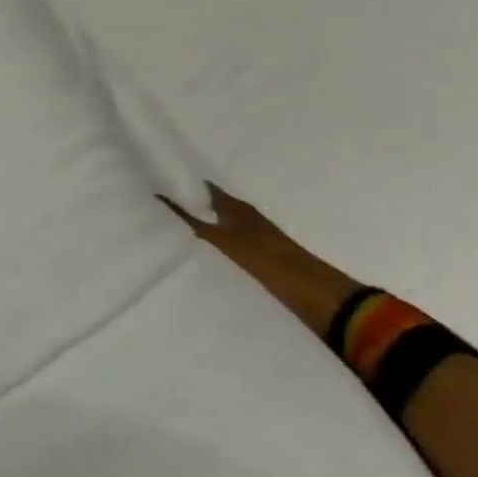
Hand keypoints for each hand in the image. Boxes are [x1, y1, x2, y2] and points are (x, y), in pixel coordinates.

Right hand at [163, 185, 361, 340]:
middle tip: (160, 204)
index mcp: (238, 209)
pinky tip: (202, 251)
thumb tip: (159, 197)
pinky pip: (230, 243)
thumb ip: (193, 221)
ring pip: (222, 224)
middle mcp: (247, 218)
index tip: (160, 180)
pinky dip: (214, 242)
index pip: (207, 190)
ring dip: (202, 223)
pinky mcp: (262, 259)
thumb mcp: (225, 240)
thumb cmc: (268, 261)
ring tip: (173, 226)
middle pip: (215, 206)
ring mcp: (257, 239)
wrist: (318, 295)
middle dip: (191, 203)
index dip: (186, 185)